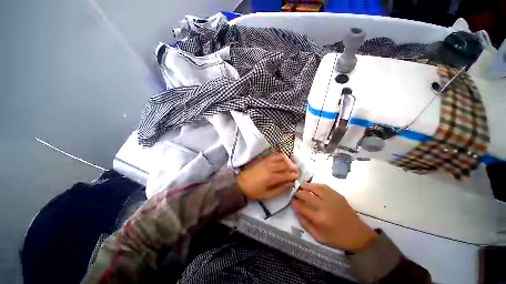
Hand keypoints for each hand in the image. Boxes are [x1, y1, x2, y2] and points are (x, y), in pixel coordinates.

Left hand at [237, 153, 297, 199]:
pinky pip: (274, 155)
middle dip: (293, 168)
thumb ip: (280, 190)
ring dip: (288, 161)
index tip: (297, 177)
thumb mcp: (267, 195)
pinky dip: (280, 156)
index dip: (293, 175)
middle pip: (285, 165)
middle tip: (296, 172)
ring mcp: (266, 161)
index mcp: (271, 178)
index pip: (286, 174)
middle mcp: (270, 167)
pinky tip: (282, 161)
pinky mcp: (263, 159)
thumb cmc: (254, 191)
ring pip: (281, 158)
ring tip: (290, 166)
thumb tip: (290, 184)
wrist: (241, 184)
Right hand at [291, 183, 377, 252]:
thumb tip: (296, 212)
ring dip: (306, 186)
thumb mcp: (319, 237)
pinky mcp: (337, 195)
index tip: (292, 200)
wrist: (359, 235)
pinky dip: (316, 185)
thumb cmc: (337, 238)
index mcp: (319, 218)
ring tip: (302, 187)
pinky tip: (313, 187)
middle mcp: (323, 206)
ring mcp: (331, 199)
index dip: (294, 202)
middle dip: (298, 193)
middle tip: (295, 193)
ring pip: (314, 187)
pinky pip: (324, 186)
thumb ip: (305, 224)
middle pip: (306, 195)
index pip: (301, 206)